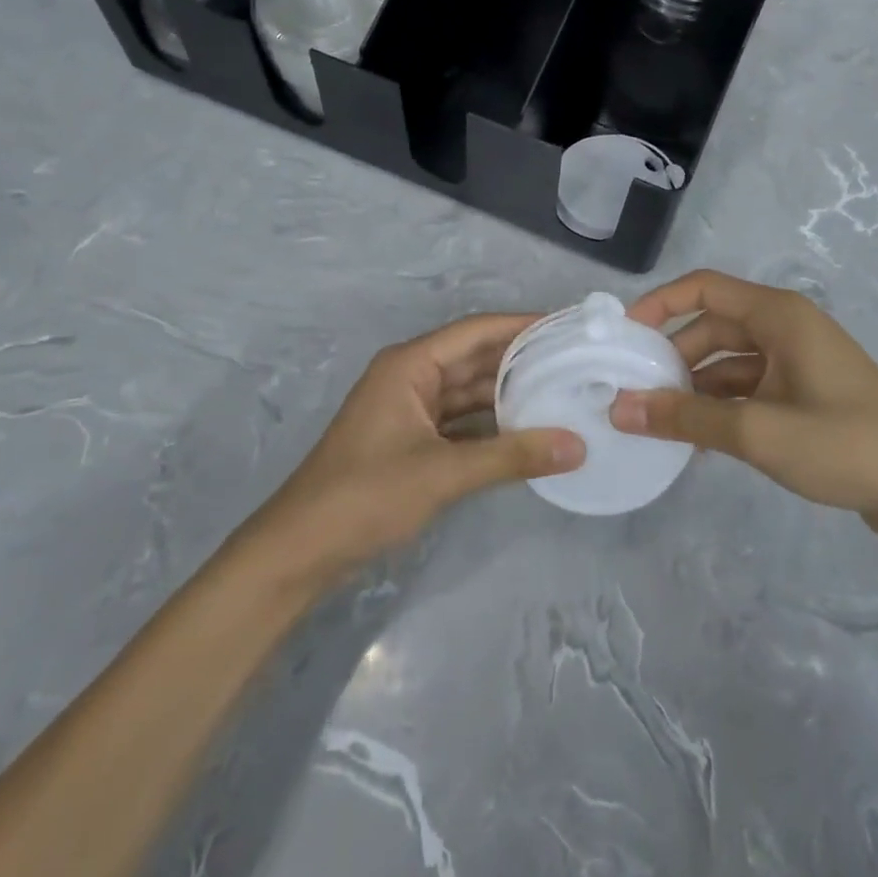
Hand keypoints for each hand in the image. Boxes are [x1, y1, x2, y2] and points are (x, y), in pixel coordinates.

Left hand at [250, 314, 582, 583]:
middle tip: (574, 362)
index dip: (521, 325)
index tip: (567, 328)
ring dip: (508, 394)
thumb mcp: (444, 473)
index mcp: (410, 365)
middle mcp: (410, 377)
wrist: (300, 551)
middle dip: (521, 360)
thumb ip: (512, 456)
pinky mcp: (410, 440)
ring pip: (468, 392)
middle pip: (474, 358)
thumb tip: (577, 446)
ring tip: (561, 392)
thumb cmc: (366, 496)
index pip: (476, 331)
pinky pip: (460, 421)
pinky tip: (527, 432)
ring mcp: (409, 409)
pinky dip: (491, 426)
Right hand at [610, 270, 877, 535]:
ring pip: (728, 362)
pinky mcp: (805, 394)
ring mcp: (797, 362)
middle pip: (712, 328)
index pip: (703, 288)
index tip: (621, 337)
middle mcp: (786, 328)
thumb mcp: (757, 431)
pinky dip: (721, 407)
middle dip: (672, 358)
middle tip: (633, 393)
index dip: (658, 305)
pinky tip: (696, 442)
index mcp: (778, 316)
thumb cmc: (844, 444)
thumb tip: (619, 408)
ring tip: (657, 424)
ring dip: (694, 388)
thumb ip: (684, 418)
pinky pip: (748, 389)